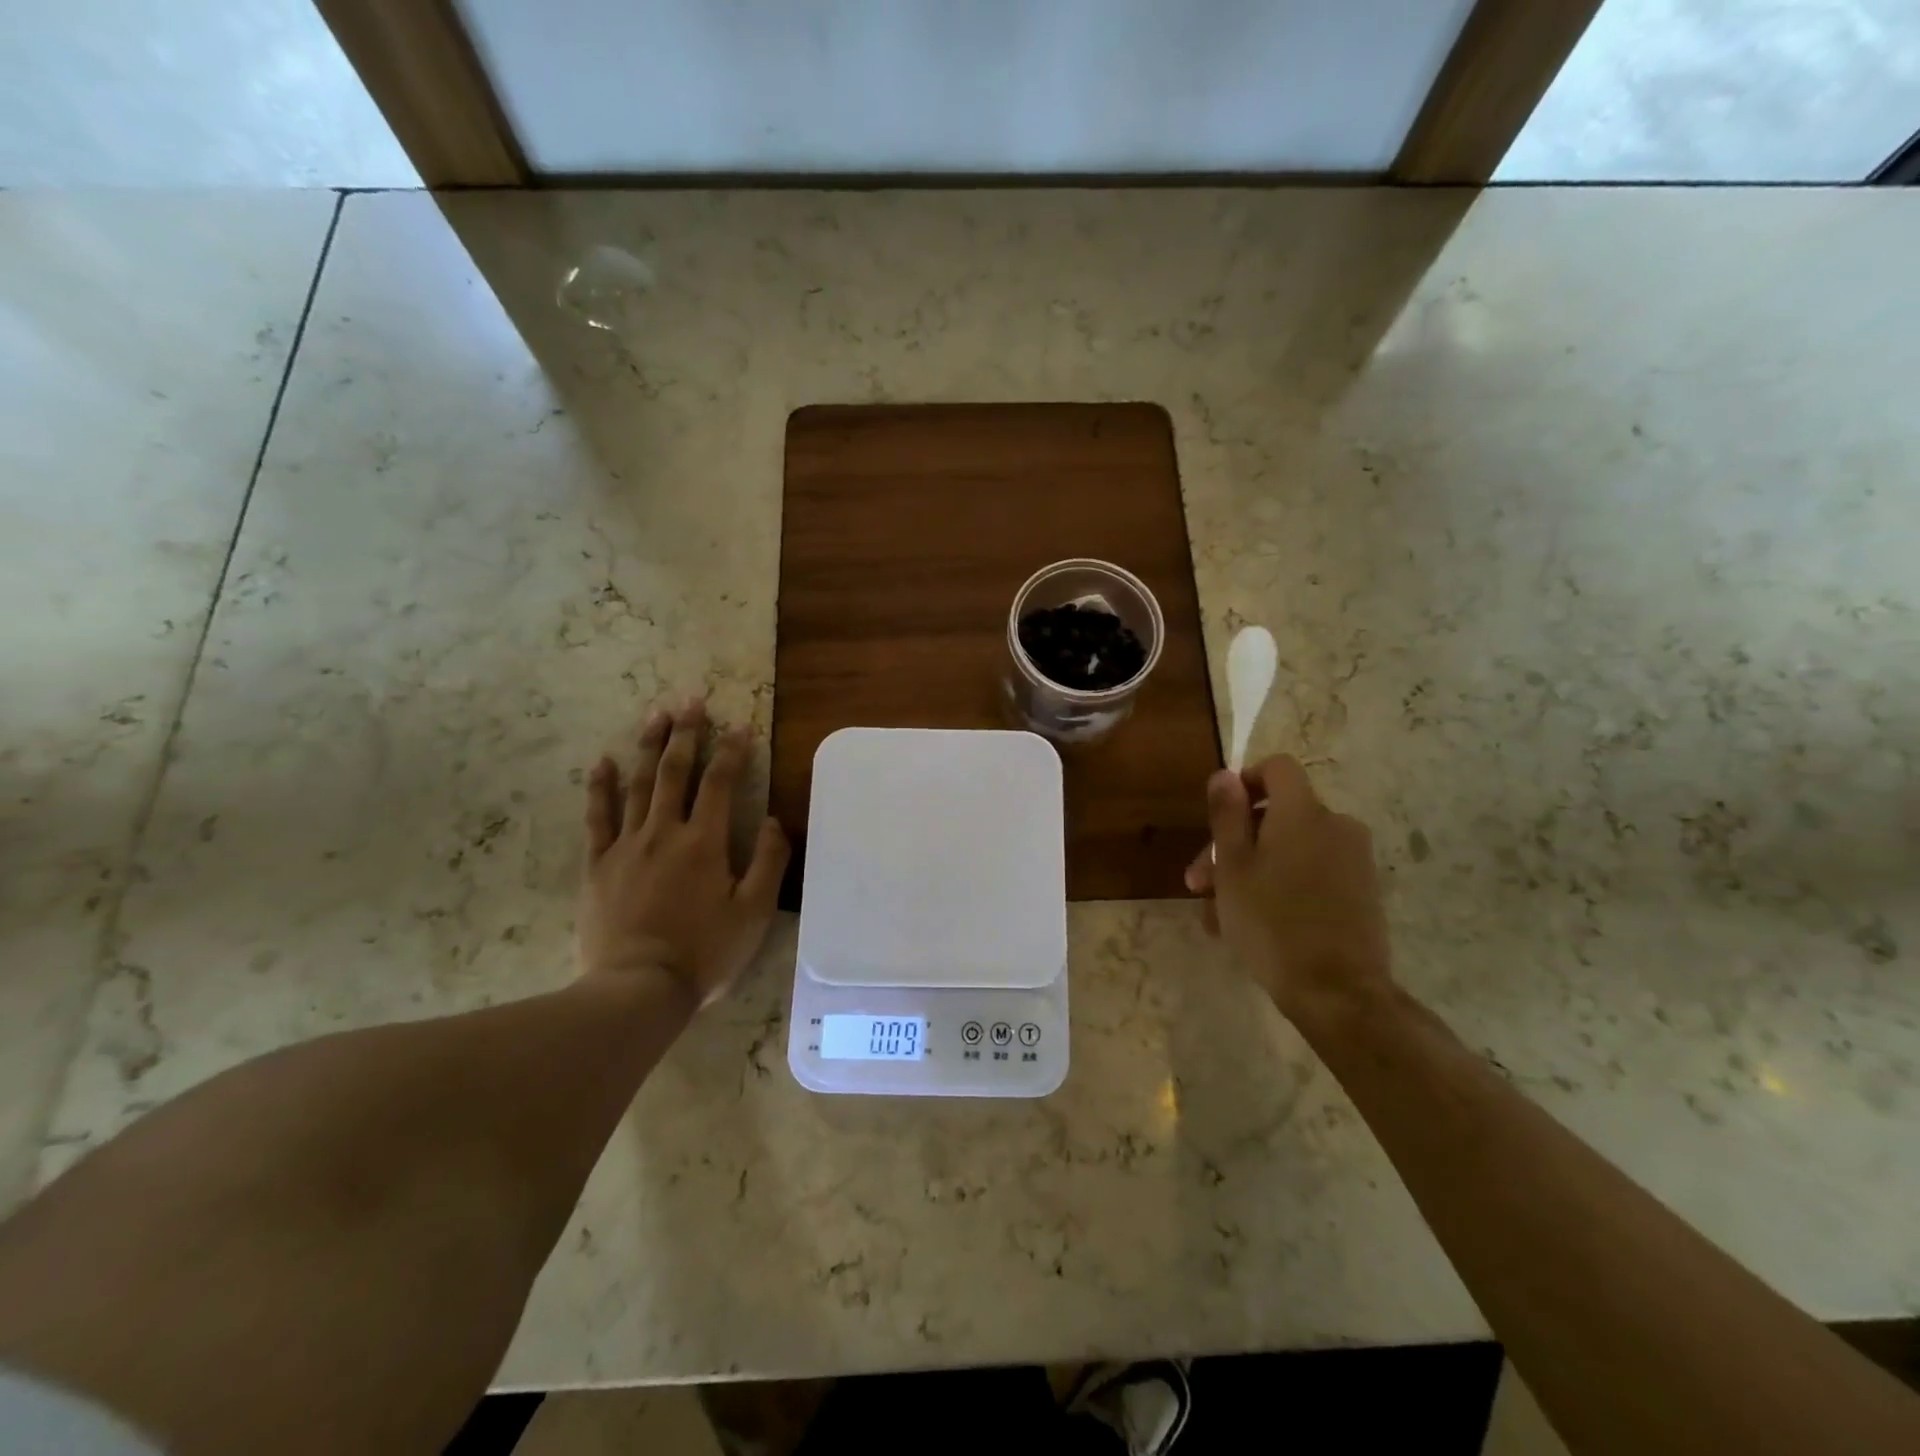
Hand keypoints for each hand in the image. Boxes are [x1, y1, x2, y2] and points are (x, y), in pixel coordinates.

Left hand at [578, 698, 789, 1005]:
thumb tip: (773, 820)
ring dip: (649, 747)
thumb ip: (768, 861)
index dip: (733, 751)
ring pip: (639, 784)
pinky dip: (601, 787)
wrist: (638, 988)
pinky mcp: (598, 865)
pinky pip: (598, 817)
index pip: (721, 783)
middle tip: (691, 700)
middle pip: (676, 772)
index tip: (741, 725)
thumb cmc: (705, 952)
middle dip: (686, 733)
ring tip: (656, 714)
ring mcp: (626, 846)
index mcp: (705, 842)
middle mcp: (665, 832)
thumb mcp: (754, 912)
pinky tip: (604, 761)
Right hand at [1185, 756, 1392, 1021]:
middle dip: (1233, 844)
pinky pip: (1312, 874)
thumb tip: (1225, 774)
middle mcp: (1335, 825)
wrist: (1337, 991)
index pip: (1277, 768)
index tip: (1220, 816)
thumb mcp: (1232, 867)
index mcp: (1303, 812)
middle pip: (1277, 816)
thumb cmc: (1271, 922)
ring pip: (1289, 851)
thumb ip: (1227, 815)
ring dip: (1251, 872)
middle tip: (1198, 884)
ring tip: (1217, 916)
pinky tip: (1251, 925)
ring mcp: (1354, 860)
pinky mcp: (1362, 892)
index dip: (1245, 782)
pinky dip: (1281, 887)